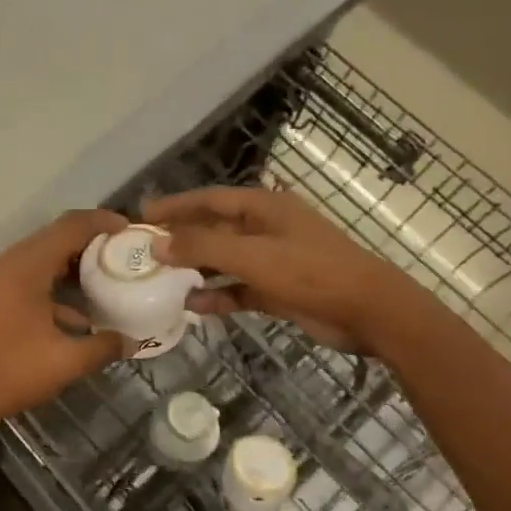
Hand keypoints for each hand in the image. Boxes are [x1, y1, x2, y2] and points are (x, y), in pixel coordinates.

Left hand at [0, 209, 128, 426]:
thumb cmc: (9, 371)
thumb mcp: (64, 363)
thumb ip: (102, 347)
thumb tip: (131, 342)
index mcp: (25, 267)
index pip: (69, 227)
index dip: (101, 222)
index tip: (128, 229)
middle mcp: (4, 264)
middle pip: (51, 240)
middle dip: (86, 245)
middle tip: (117, 256)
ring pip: (34, 261)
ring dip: (66, 269)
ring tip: (97, 286)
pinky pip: (19, 280)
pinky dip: (46, 288)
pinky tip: (66, 318)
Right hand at [144, 186, 392, 352]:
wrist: (368, 311)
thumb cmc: (311, 272)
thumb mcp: (252, 255)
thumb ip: (203, 247)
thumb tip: (157, 245)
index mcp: (263, 207)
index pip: (209, 199)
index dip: (175, 206)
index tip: (142, 215)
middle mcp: (265, 229)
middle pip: (214, 229)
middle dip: (181, 240)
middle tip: (144, 253)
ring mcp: (273, 260)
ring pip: (224, 261)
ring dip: (196, 270)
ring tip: (161, 281)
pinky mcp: (278, 290)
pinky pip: (238, 289)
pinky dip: (218, 295)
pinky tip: (193, 307)